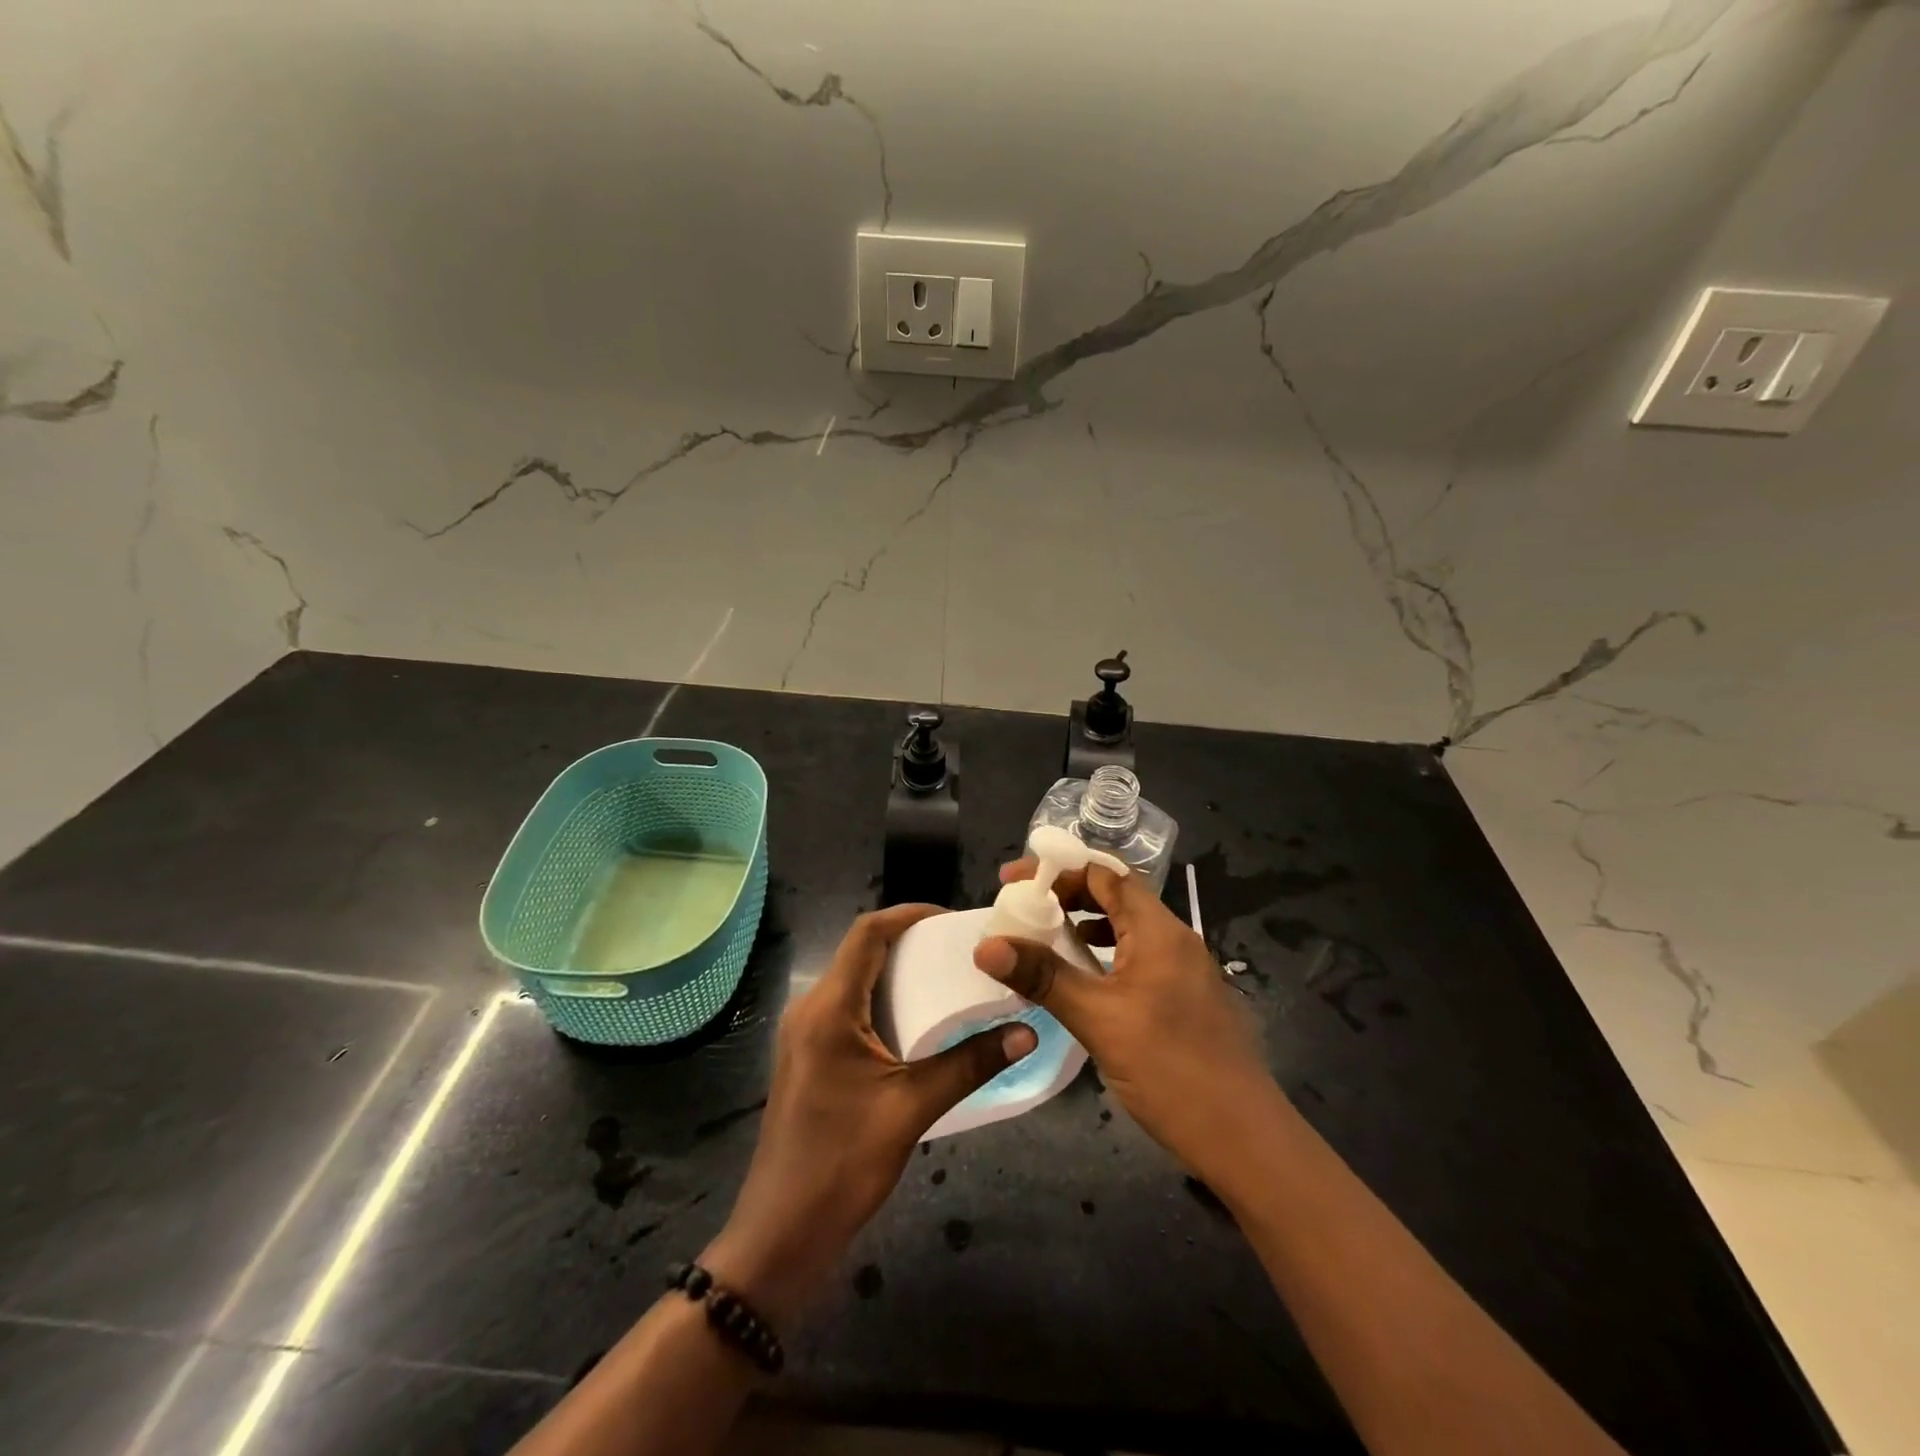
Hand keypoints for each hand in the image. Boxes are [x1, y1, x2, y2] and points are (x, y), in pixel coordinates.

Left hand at [704, 904, 1036, 1327]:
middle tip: (960, 949)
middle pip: (860, 952)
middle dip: (909, 941)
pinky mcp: (809, 1056)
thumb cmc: (842, 1164)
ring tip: (948, 977)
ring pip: (854, 980)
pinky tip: (918, 1021)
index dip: (908, 915)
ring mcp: (805, 1034)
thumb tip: (1027, 1032)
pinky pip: (848, 1008)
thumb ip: (969, 1065)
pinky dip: (884, 1000)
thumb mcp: (911, 1109)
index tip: (953, 918)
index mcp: (828, 1008)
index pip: (866, 933)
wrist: (780, 1234)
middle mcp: (810, 1009)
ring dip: (897, 971)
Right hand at [973, 861, 1282, 1189]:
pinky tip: (1081, 980)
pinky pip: (1136, 957)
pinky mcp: (1184, 997)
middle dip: (1067, 895)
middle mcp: (1174, 939)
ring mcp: (1183, 969)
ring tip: (1042, 939)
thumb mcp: (1098, 1019)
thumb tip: (986, 946)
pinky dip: (1103, 955)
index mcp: (1158, 930)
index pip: (1104, 874)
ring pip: (1126, 928)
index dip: (1057, 870)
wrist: (1244, 1139)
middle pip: (1115, 896)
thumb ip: (1044, 977)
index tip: (1014, 880)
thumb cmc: (1171, 1069)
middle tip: (1022, 909)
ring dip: (1084, 926)